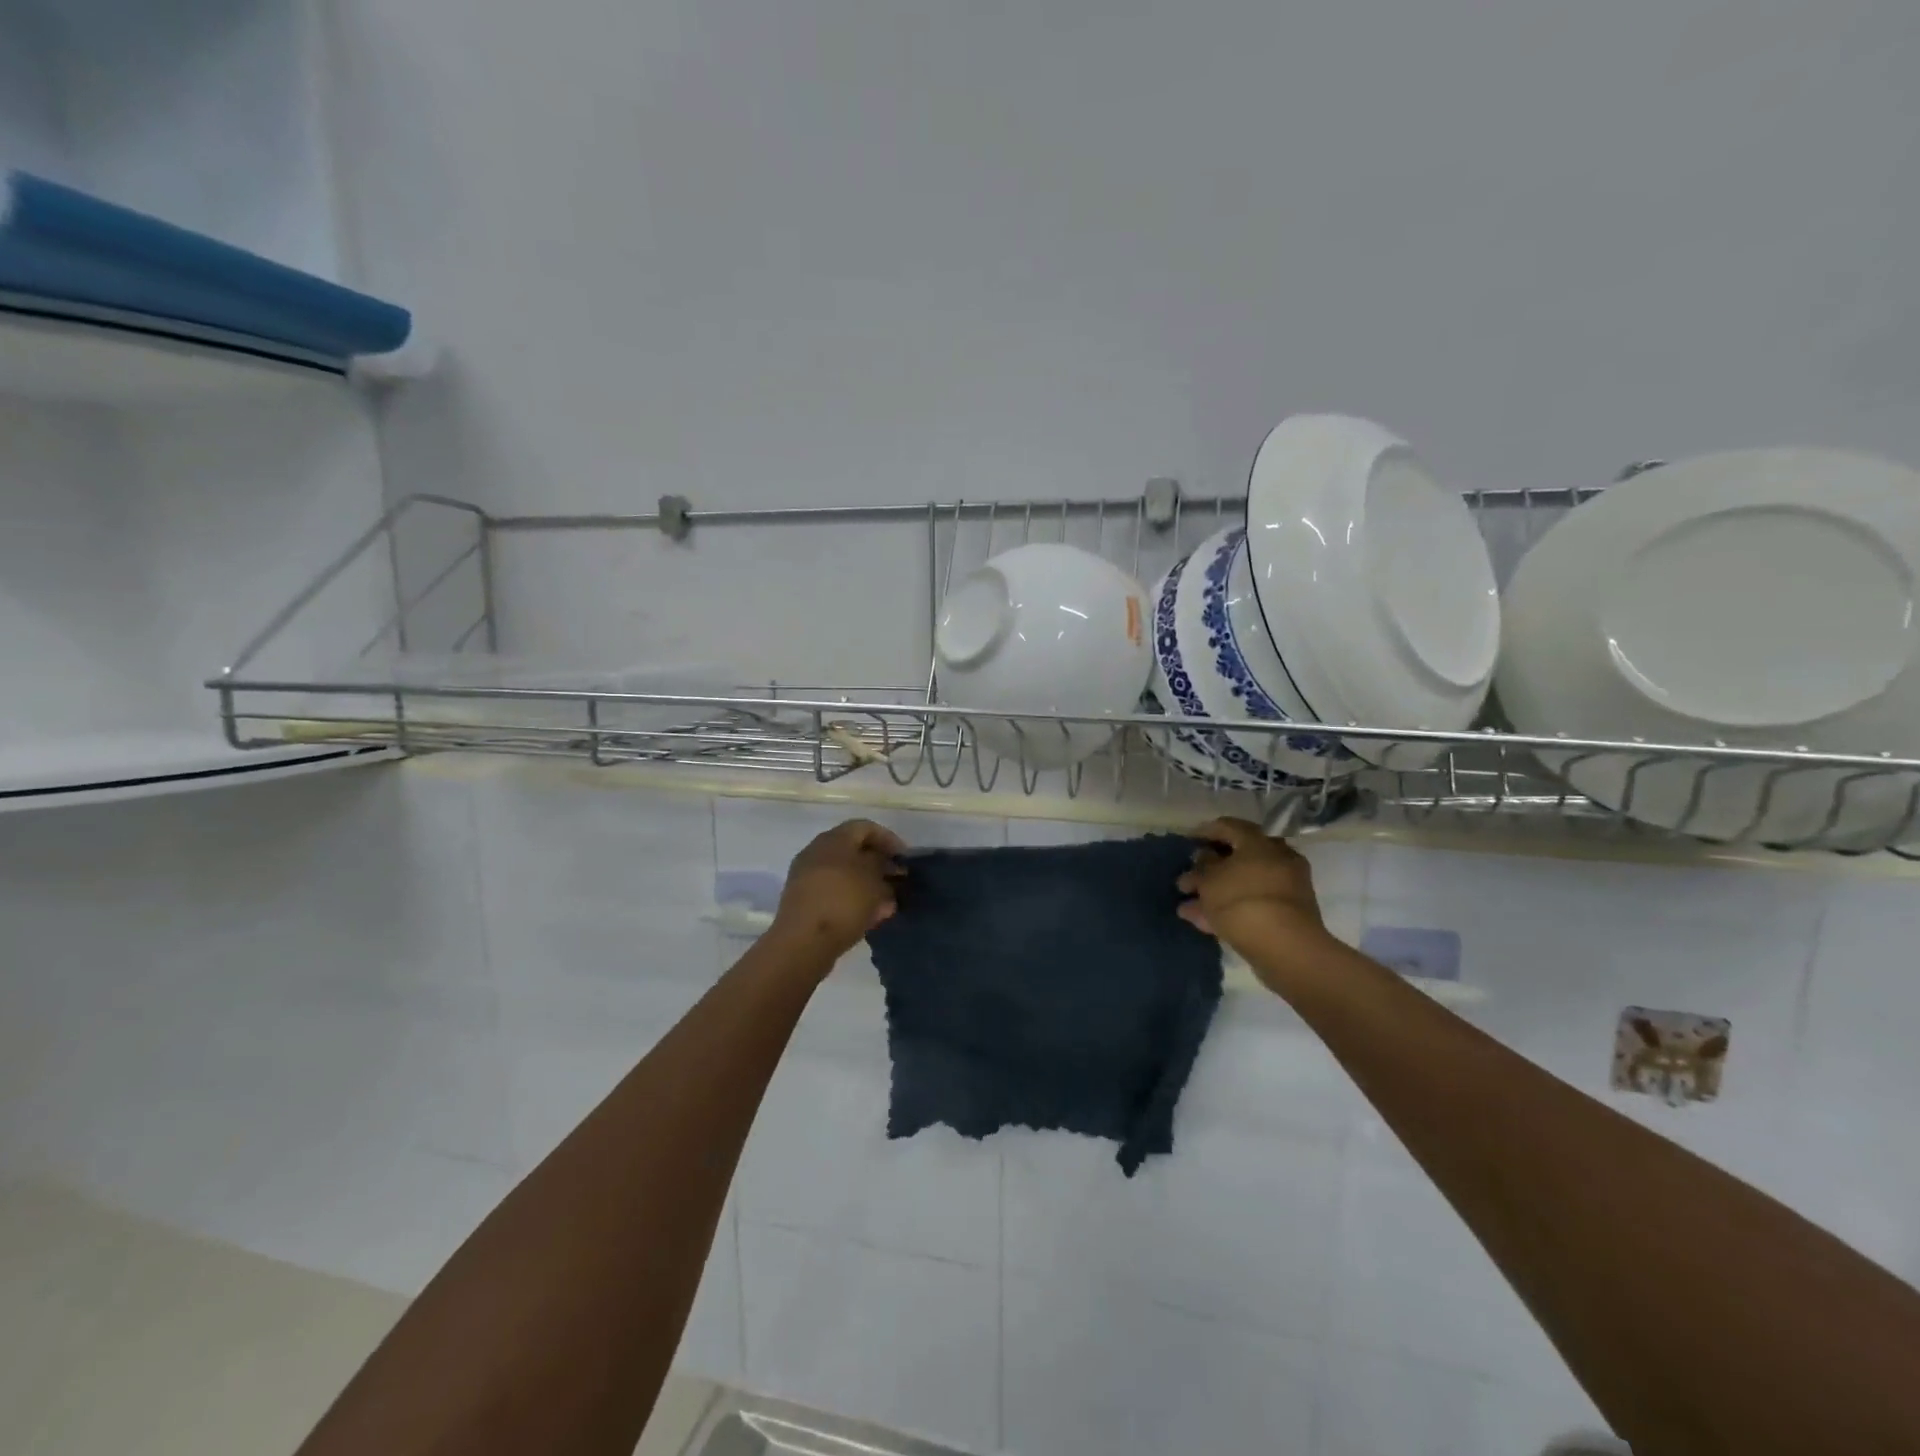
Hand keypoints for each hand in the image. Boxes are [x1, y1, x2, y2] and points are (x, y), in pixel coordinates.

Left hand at [772, 819, 906, 960]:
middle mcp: (817, 852)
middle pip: (853, 850)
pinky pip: (835, 892)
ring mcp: (807, 877)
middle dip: (879, 864)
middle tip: (898, 880)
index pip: (865, 827)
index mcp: (833, 839)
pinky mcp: (804, 901)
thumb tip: (883, 864)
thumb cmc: (844, 901)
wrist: (803, 941)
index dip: (889, 840)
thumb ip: (883, 866)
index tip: (905, 859)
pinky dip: (853, 899)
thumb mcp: (874, 879)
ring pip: (845, 874)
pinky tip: (870, 915)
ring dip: (868, 884)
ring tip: (888, 902)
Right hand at [1176, 817, 1336, 982]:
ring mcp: (1285, 888)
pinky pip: (1251, 904)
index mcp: (1259, 842)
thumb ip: (1202, 864)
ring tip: (1186, 906)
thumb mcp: (1209, 879)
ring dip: (1214, 893)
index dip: (1205, 832)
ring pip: (1242, 884)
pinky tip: (1202, 922)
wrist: (1285, 947)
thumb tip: (1204, 856)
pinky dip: (1229, 909)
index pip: (1229, 826)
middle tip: (1187, 879)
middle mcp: (1277, 858)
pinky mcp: (1286, 915)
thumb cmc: (1241, 900)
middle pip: (1237, 858)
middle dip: (1209, 869)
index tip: (1187, 841)